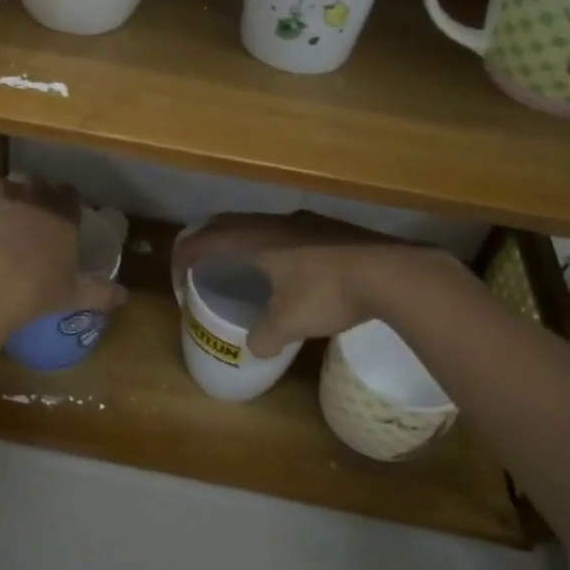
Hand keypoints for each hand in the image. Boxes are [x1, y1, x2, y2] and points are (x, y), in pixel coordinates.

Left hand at [0, 179, 124, 321]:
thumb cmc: (40, 289)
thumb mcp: (75, 294)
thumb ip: (101, 292)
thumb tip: (125, 295)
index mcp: (63, 219)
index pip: (70, 197)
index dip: (67, 200)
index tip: (63, 209)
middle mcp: (37, 201)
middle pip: (39, 185)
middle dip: (37, 193)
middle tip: (32, 211)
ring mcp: (5, 199)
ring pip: (10, 185)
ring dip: (10, 194)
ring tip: (4, 213)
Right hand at [171, 211, 472, 357]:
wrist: (391, 272)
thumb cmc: (329, 292)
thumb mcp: (291, 322)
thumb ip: (266, 335)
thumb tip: (255, 348)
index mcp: (256, 238)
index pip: (207, 239)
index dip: (186, 254)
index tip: (178, 273)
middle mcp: (275, 222)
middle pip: (229, 222)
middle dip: (209, 240)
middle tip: (201, 262)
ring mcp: (304, 222)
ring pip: (259, 224)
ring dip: (242, 240)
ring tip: (242, 263)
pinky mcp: (329, 228)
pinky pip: (284, 231)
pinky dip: (270, 244)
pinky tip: (287, 267)